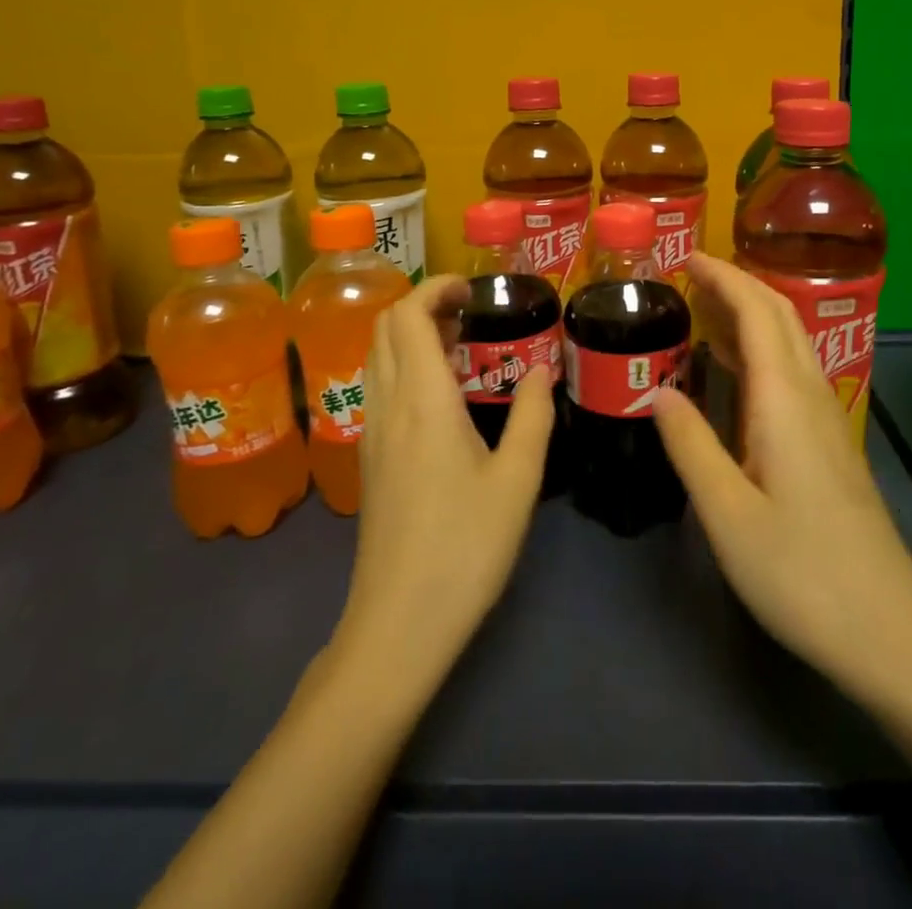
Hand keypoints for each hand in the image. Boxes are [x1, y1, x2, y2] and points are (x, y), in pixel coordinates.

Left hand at [333, 276, 555, 688]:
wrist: (398, 624)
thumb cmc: (465, 547)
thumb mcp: (518, 480)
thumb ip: (534, 415)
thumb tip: (542, 368)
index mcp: (422, 400)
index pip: (409, 314)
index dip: (436, 288)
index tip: (474, 290)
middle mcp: (387, 405)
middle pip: (385, 326)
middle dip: (425, 304)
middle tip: (473, 314)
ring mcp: (371, 432)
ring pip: (377, 355)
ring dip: (412, 333)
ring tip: (461, 346)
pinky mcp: (369, 457)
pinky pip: (379, 385)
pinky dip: (404, 364)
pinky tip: (441, 394)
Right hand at [654, 254, 911, 710]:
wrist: (890, 633)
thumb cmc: (801, 573)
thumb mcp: (727, 514)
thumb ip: (690, 444)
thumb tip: (657, 389)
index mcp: (784, 401)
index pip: (757, 312)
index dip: (724, 277)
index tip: (687, 258)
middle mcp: (812, 396)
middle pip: (781, 317)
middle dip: (739, 284)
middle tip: (691, 275)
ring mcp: (829, 420)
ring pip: (792, 343)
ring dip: (752, 313)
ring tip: (705, 310)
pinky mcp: (832, 445)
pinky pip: (794, 373)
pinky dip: (762, 350)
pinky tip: (738, 373)